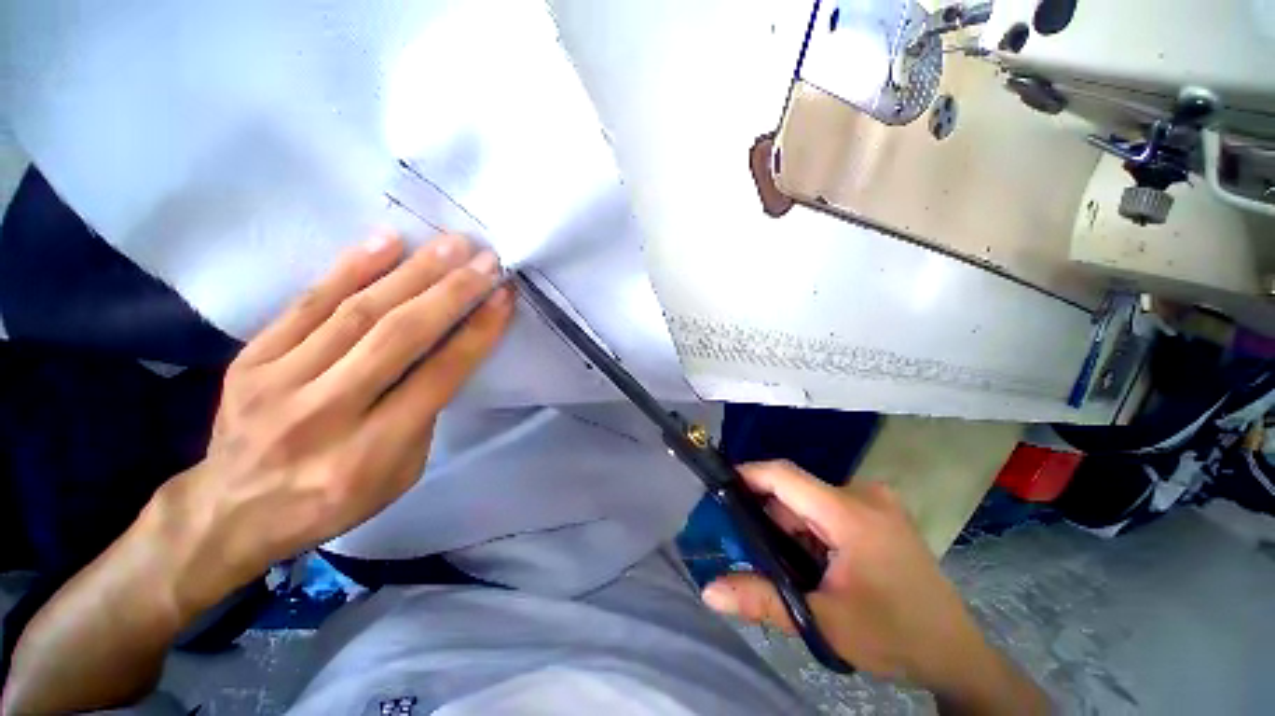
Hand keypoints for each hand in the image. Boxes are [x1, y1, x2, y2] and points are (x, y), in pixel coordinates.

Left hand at [156, 231, 513, 613]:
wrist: (231, 509)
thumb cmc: (334, 498)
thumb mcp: (400, 475)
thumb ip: (423, 415)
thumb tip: (443, 354)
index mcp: (372, 451)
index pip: (438, 376)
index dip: (477, 332)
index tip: (504, 297)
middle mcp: (326, 412)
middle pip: (398, 336)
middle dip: (451, 292)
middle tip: (485, 260)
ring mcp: (280, 381)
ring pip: (357, 311)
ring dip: (413, 271)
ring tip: (450, 244)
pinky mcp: (252, 359)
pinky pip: (307, 303)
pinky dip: (350, 267)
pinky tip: (387, 241)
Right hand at [701, 461, 1048, 713]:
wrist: (955, 652)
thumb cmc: (894, 637)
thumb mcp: (824, 623)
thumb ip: (763, 601)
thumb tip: (709, 591)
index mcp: (852, 514)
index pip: (786, 476)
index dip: (749, 475)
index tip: (719, 486)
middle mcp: (863, 494)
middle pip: (796, 490)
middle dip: (770, 515)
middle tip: (753, 548)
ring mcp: (875, 500)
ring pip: (810, 499)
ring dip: (791, 524)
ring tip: (789, 562)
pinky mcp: (879, 510)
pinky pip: (828, 506)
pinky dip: (810, 527)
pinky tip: (813, 558)